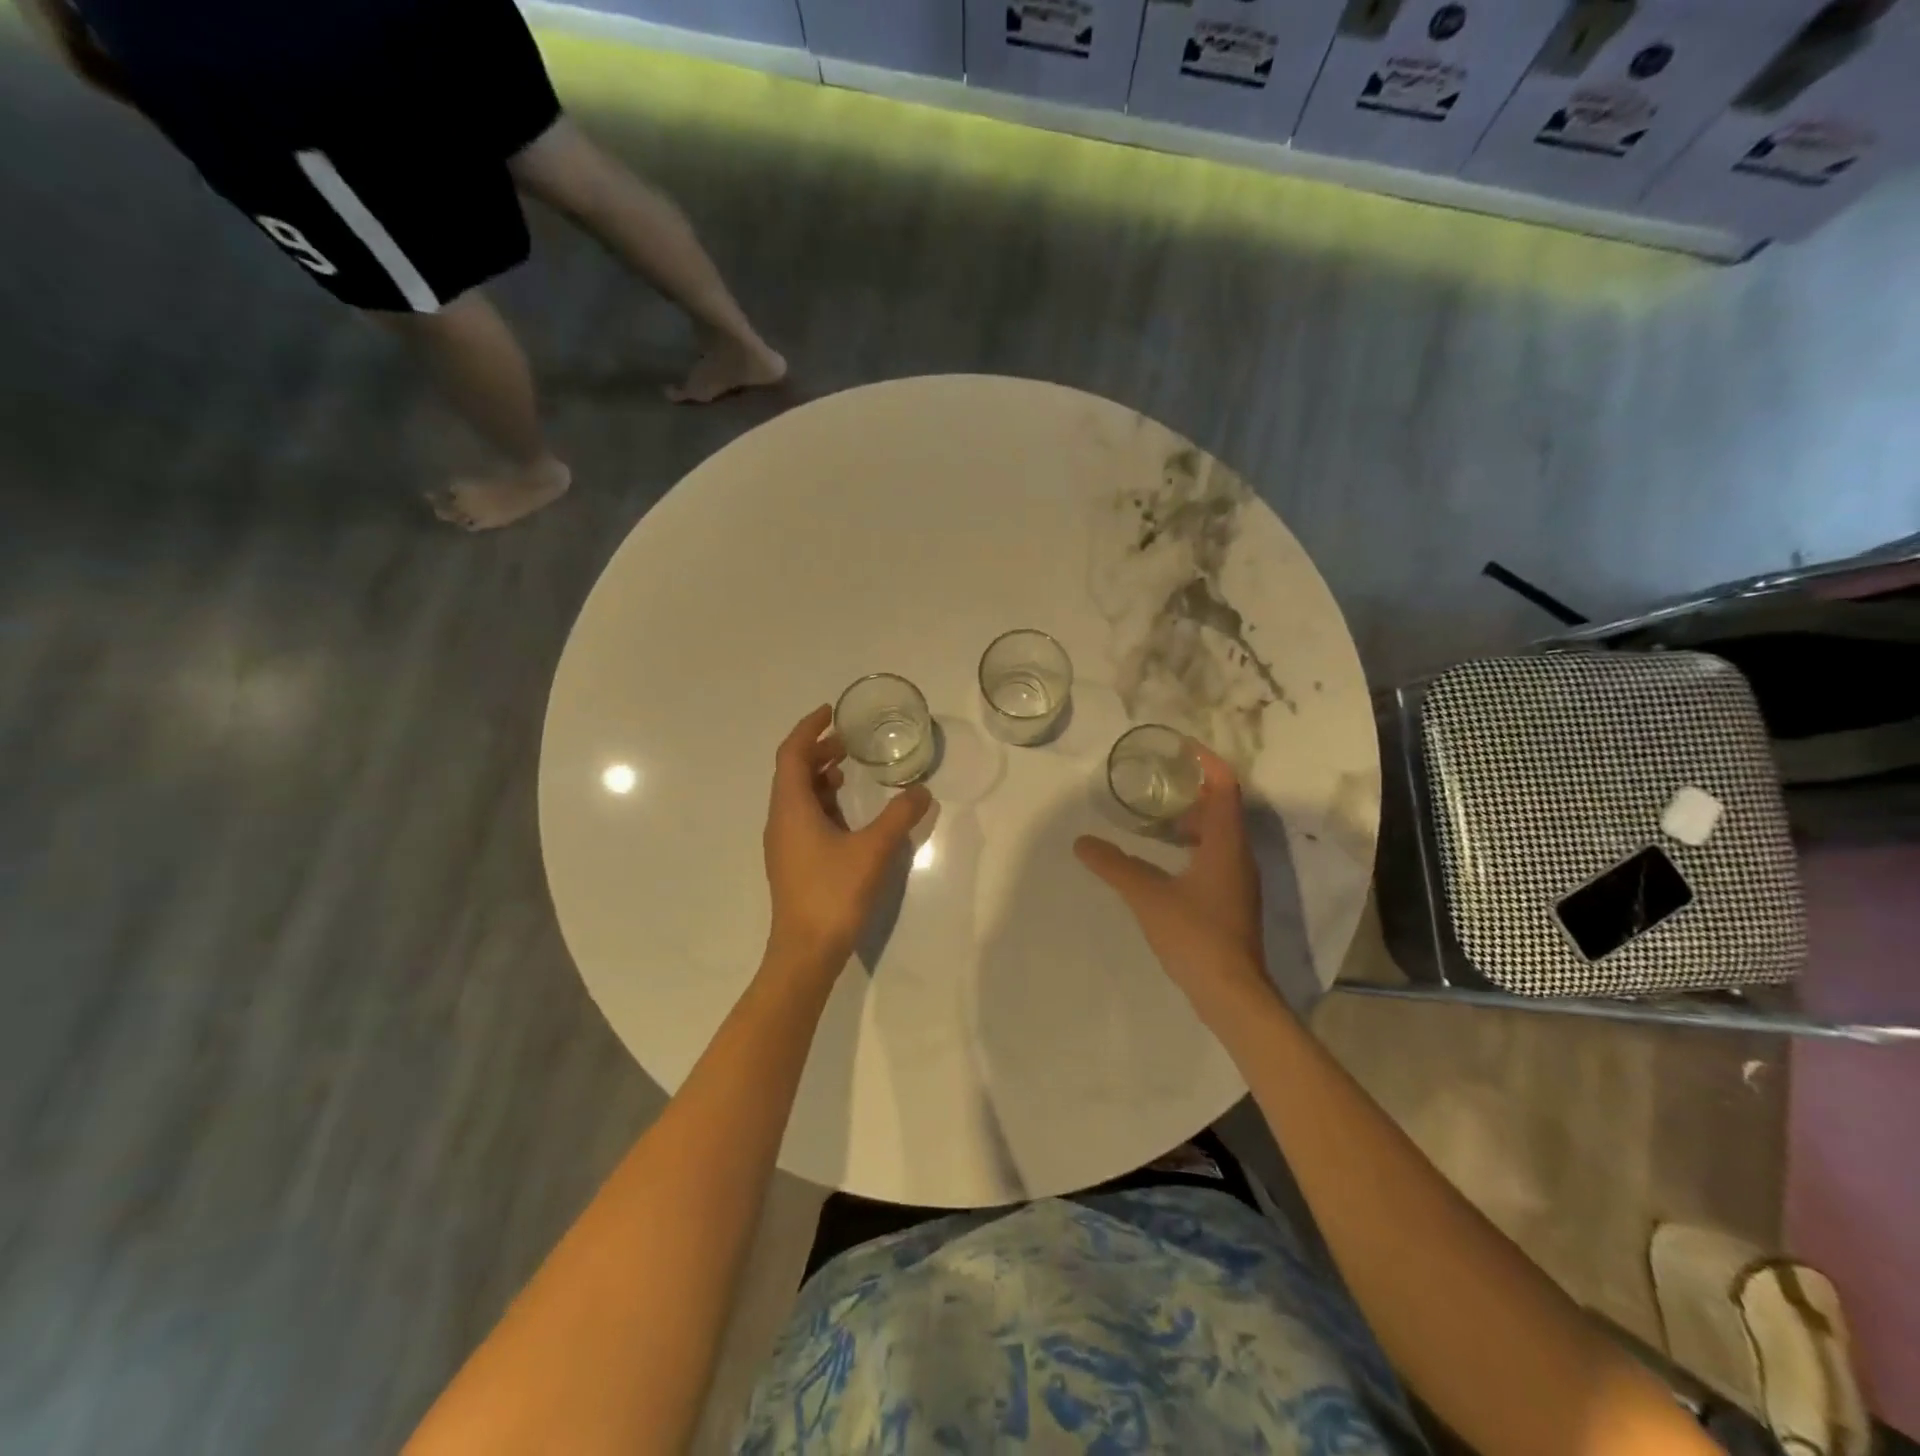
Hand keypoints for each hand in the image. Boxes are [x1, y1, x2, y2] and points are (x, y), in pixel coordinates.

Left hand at [762, 706, 932, 977]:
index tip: (830, 712)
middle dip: (817, 751)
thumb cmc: (834, 893)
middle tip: (848, 741)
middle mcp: (781, 820)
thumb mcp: (873, 850)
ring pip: (796, 796)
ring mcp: (784, 844)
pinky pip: (803, 817)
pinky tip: (846, 814)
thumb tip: (921, 791)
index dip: (808, 728)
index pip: (791, 754)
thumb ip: (899, 817)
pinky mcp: (792, 862)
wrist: (805, 952)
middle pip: (792, 772)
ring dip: (819, 777)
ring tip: (848, 770)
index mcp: (791, 808)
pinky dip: (822, 802)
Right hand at [1074, 743, 1270, 1015]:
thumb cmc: (1195, 935)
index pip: (1225, 786)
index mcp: (1226, 844)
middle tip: (1158, 782)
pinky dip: (1193, 846)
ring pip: (1220, 835)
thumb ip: (1114, 866)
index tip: (1181, 747)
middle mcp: (1239, 856)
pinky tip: (1165, 860)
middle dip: (1193, 790)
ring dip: (1192, 820)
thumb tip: (1081, 842)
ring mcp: (1239, 880)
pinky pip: (1215, 857)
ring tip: (1154, 819)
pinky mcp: (1232, 901)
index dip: (1207, 761)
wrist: (1231, 993)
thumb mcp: (1147, 896)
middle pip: (1223, 808)